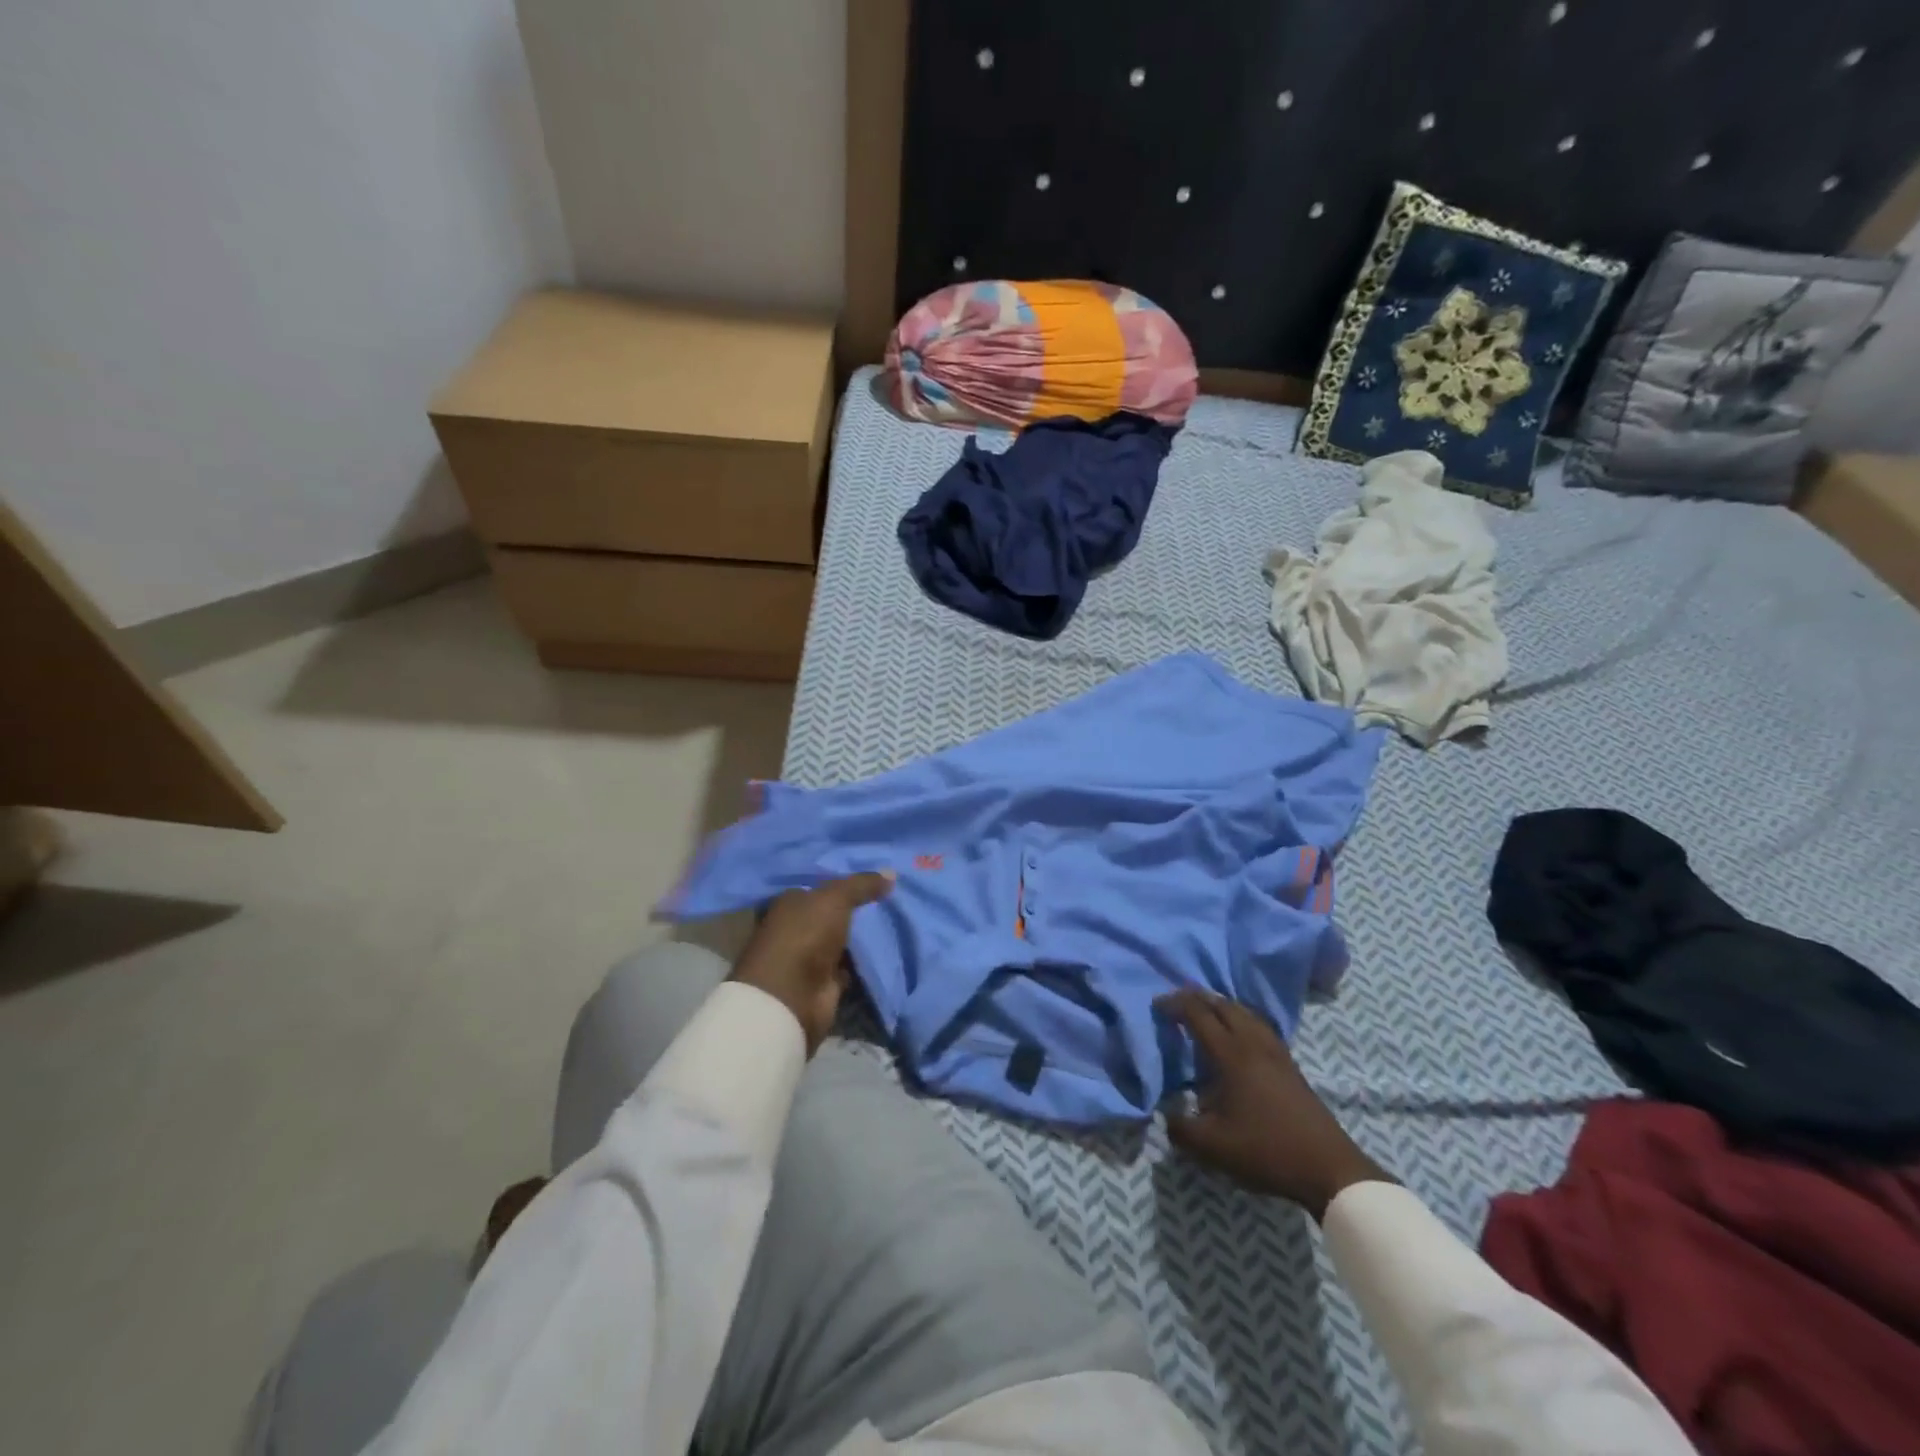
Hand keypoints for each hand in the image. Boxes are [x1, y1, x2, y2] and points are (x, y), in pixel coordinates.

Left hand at [730, 872, 893, 1053]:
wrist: (792, 996)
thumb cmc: (805, 935)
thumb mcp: (835, 898)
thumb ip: (861, 884)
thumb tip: (891, 872)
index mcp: (791, 902)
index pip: (820, 886)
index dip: (845, 882)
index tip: (876, 878)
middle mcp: (797, 927)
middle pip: (832, 914)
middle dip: (857, 909)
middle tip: (893, 897)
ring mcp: (809, 956)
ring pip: (842, 940)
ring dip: (863, 936)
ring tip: (898, 920)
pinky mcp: (824, 982)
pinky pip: (850, 965)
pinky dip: (865, 961)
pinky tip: (889, 950)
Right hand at [1156, 989, 1392, 1220]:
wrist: (1329, 1167)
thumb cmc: (1267, 1150)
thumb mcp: (1214, 1147)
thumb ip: (1181, 1129)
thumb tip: (1167, 1115)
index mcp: (1232, 1054)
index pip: (1198, 1014)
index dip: (1175, 1004)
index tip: (1157, 1005)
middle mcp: (1254, 1043)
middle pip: (1224, 1005)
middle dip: (1198, 998)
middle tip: (1178, 1004)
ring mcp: (1277, 1052)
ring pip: (1245, 1013)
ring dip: (1222, 1007)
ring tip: (1206, 1015)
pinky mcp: (1291, 1065)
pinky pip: (1260, 1027)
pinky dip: (1242, 1020)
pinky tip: (1239, 1039)